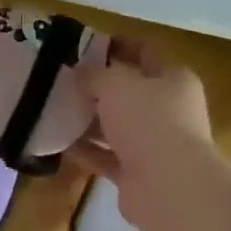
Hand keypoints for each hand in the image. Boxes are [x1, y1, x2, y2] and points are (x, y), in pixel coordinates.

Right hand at [70, 38, 214, 230]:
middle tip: (64, 78)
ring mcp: (155, 145)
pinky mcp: (139, 174)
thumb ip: (95, 75)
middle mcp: (169, 110)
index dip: (118, 45)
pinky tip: (59, 143)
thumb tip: (80, 71)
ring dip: (90, 120)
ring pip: (117, 126)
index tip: (85, 44)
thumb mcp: (116, 85)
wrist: (168, 186)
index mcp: (174, 79)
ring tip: (56, 109)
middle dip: (98, 86)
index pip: (146, 52)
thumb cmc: (148, 121)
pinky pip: (107, 156)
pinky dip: (87, 150)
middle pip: (130, 92)